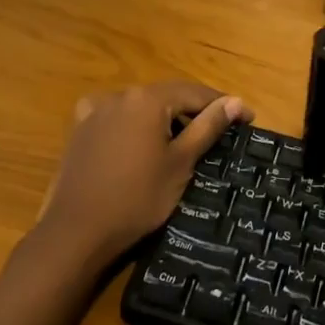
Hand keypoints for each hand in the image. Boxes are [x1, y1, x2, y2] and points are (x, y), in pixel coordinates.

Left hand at [38, 82, 252, 270]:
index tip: (247, 119)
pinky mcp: (80, 128)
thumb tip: (236, 101)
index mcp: (149, 99)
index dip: (223, 105)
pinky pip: (116, 116)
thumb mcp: (180, 164)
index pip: (195, 93)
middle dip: (193, 111)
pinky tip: (139, 139)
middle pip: (168, 96)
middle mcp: (121, 94)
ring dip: (164, 118)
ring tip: (182, 139)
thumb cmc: (137, 198)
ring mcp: (96, 109)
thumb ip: (208, 127)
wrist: (76, 231)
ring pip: (141, 106)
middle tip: (219, 132)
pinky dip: (134, 124)